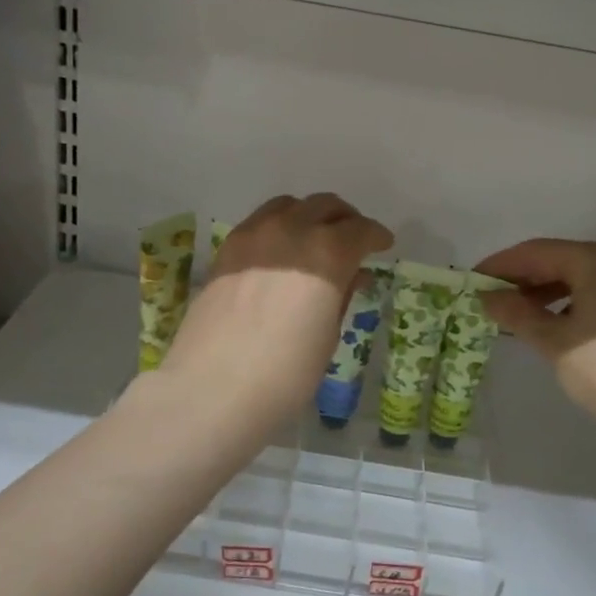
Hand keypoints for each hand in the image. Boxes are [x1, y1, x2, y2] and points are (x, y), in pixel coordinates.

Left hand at [161, 194, 392, 433]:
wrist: (212, 390)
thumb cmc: (285, 374)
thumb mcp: (327, 336)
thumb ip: (341, 295)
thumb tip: (353, 274)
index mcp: (327, 253)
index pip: (360, 230)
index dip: (376, 236)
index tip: (383, 245)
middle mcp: (291, 231)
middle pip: (325, 206)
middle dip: (345, 219)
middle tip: (354, 239)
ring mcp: (253, 236)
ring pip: (289, 206)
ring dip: (310, 215)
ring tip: (315, 239)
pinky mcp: (226, 250)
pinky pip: (260, 222)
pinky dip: (279, 226)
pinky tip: (280, 252)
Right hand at [475, 239, 595, 431]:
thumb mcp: (552, 340)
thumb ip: (517, 313)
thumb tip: (488, 297)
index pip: (537, 252)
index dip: (501, 264)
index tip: (472, 279)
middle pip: (561, 259)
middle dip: (524, 277)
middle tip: (491, 296)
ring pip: (582, 276)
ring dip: (546, 290)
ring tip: (518, 312)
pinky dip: (572, 301)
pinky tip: (554, 322)